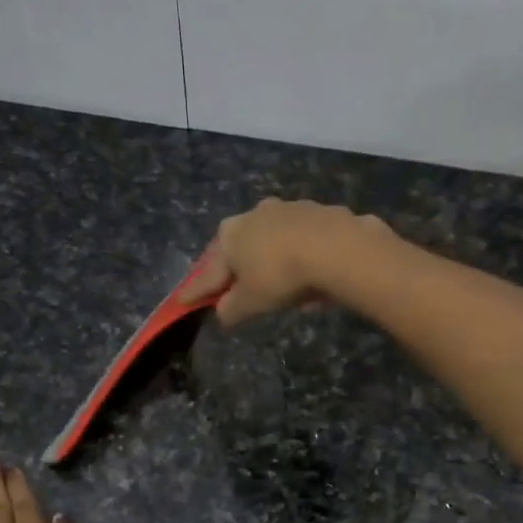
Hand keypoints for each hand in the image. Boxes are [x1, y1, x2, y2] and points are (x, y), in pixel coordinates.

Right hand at [182, 198, 393, 325]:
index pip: (208, 271)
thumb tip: (222, 313)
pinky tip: (315, 276)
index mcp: (230, 234)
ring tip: (284, 287)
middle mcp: (255, 214)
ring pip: (275, 241)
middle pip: (242, 248)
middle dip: (239, 269)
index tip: (184, 300)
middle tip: (239, 289)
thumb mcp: (250, 303)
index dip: (197, 290)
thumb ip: (231, 310)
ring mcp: (290, 208)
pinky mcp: (322, 212)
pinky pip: (306, 241)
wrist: (337, 248)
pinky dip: (305, 256)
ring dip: (275, 260)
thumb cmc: (281, 276)